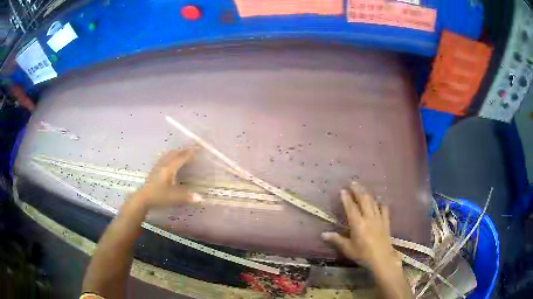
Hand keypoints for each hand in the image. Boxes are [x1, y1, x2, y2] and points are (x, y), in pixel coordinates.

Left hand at [133, 147, 202, 208]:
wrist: (143, 198)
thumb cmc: (158, 196)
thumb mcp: (173, 198)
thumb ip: (187, 197)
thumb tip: (201, 198)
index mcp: (169, 169)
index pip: (181, 158)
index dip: (189, 154)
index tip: (197, 149)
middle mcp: (164, 165)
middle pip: (174, 154)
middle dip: (184, 150)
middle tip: (192, 149)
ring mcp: (158, 166)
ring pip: (168, 155)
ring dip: (177, 152)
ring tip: (183, 152)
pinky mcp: (155, 170)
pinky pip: (164, 158)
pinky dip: (171, 155)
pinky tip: (171, 159)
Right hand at [322, 181, 399, 269]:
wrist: (382, 259)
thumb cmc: (362, 254)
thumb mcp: (348, 249)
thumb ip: (336, 240)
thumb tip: (323, 234)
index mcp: (358, 224)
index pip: (351, 207)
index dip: (347, 198)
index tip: (343, 190)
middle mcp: (368, 218)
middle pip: (363, 200)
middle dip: (358, 190)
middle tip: (353, 182)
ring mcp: (378, 219)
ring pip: (373, 202)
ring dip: (367, 194)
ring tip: (363, 189)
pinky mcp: (386, 222)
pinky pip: (384, 209)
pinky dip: (381, 203)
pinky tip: (379, 201)